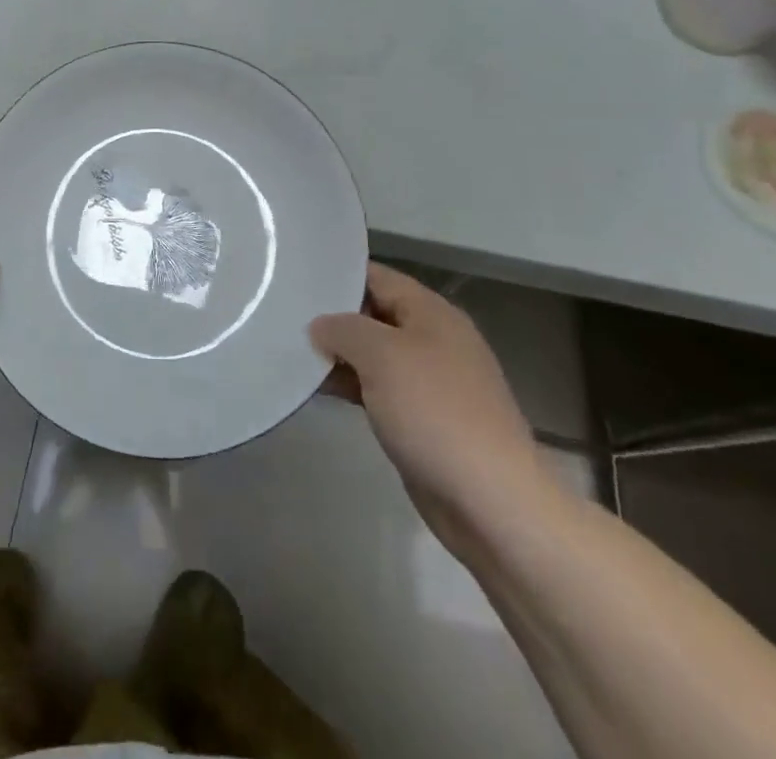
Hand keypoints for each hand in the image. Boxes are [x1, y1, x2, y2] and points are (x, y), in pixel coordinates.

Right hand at [312, 263, 558, 554]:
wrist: (491, 501)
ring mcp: (432, 382)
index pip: (376, 276)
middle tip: (285, 315)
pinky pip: (380, 389)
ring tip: (291, 351)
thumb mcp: (381, 356)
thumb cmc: (435, 412)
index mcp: (432, 313)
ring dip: (339, 355)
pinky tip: (319, 390)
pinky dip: (351, 386)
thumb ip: (343, 329)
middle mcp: (434, 339)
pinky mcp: (425, 419)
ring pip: (375, 355)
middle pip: (374, 314)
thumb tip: (320, 326)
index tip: (295, 278)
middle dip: (333, 317)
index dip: (337, 275)